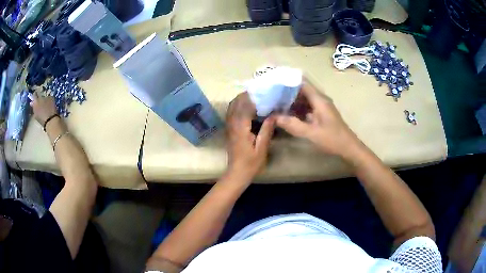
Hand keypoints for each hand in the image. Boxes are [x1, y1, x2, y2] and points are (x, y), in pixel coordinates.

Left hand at [30, 93, 56, 124]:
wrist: (50, 122)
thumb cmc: (50, 107)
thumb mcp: (50, 98)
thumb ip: (46, 97)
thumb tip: (44, 98)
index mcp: (36, 100)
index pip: (34, 94)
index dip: (36, 93)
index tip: (38, 92)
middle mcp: (34, 107)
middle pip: (33, 103)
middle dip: (35, 102)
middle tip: (39, 101)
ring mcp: (35, 115)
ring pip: (35, 109)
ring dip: (37, 108)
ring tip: (41, 107)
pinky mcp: (37, 121)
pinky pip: (37, 114)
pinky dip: (39, 113)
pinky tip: (43, 113)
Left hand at [226, 92, 274, 179]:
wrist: (237, 172)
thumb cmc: (251, 163)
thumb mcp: (262, 148)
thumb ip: (267, 130)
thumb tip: (274, 114)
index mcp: (240, 128)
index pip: (244, 106)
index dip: (253, 97)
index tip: (263, 90)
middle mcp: (232, 124)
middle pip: (236, 103)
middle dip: (246, 95)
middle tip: (260, 92)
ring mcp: (229, 126)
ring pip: (232, 106)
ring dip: (241, 99)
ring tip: (255, 96)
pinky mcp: (229, 129)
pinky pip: (231, 112)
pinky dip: (238, 106)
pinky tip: (247, 106)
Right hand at [276, 81, 359, 158]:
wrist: (349, 149)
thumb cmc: (333, 140)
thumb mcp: (311, 133)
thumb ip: (293, 125)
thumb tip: (273, 117)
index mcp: (319, 100)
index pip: (302, 83)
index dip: (288, 81)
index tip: (273, 82)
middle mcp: (320, 100)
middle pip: (301, 90)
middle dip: (286, 91)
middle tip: (270, 94)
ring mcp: (320, 108)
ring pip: (303, 99)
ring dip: (290, 101)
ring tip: (274, 102)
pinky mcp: (320, 115)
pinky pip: (306, 108)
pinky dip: (296, 109)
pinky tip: (286, 113)